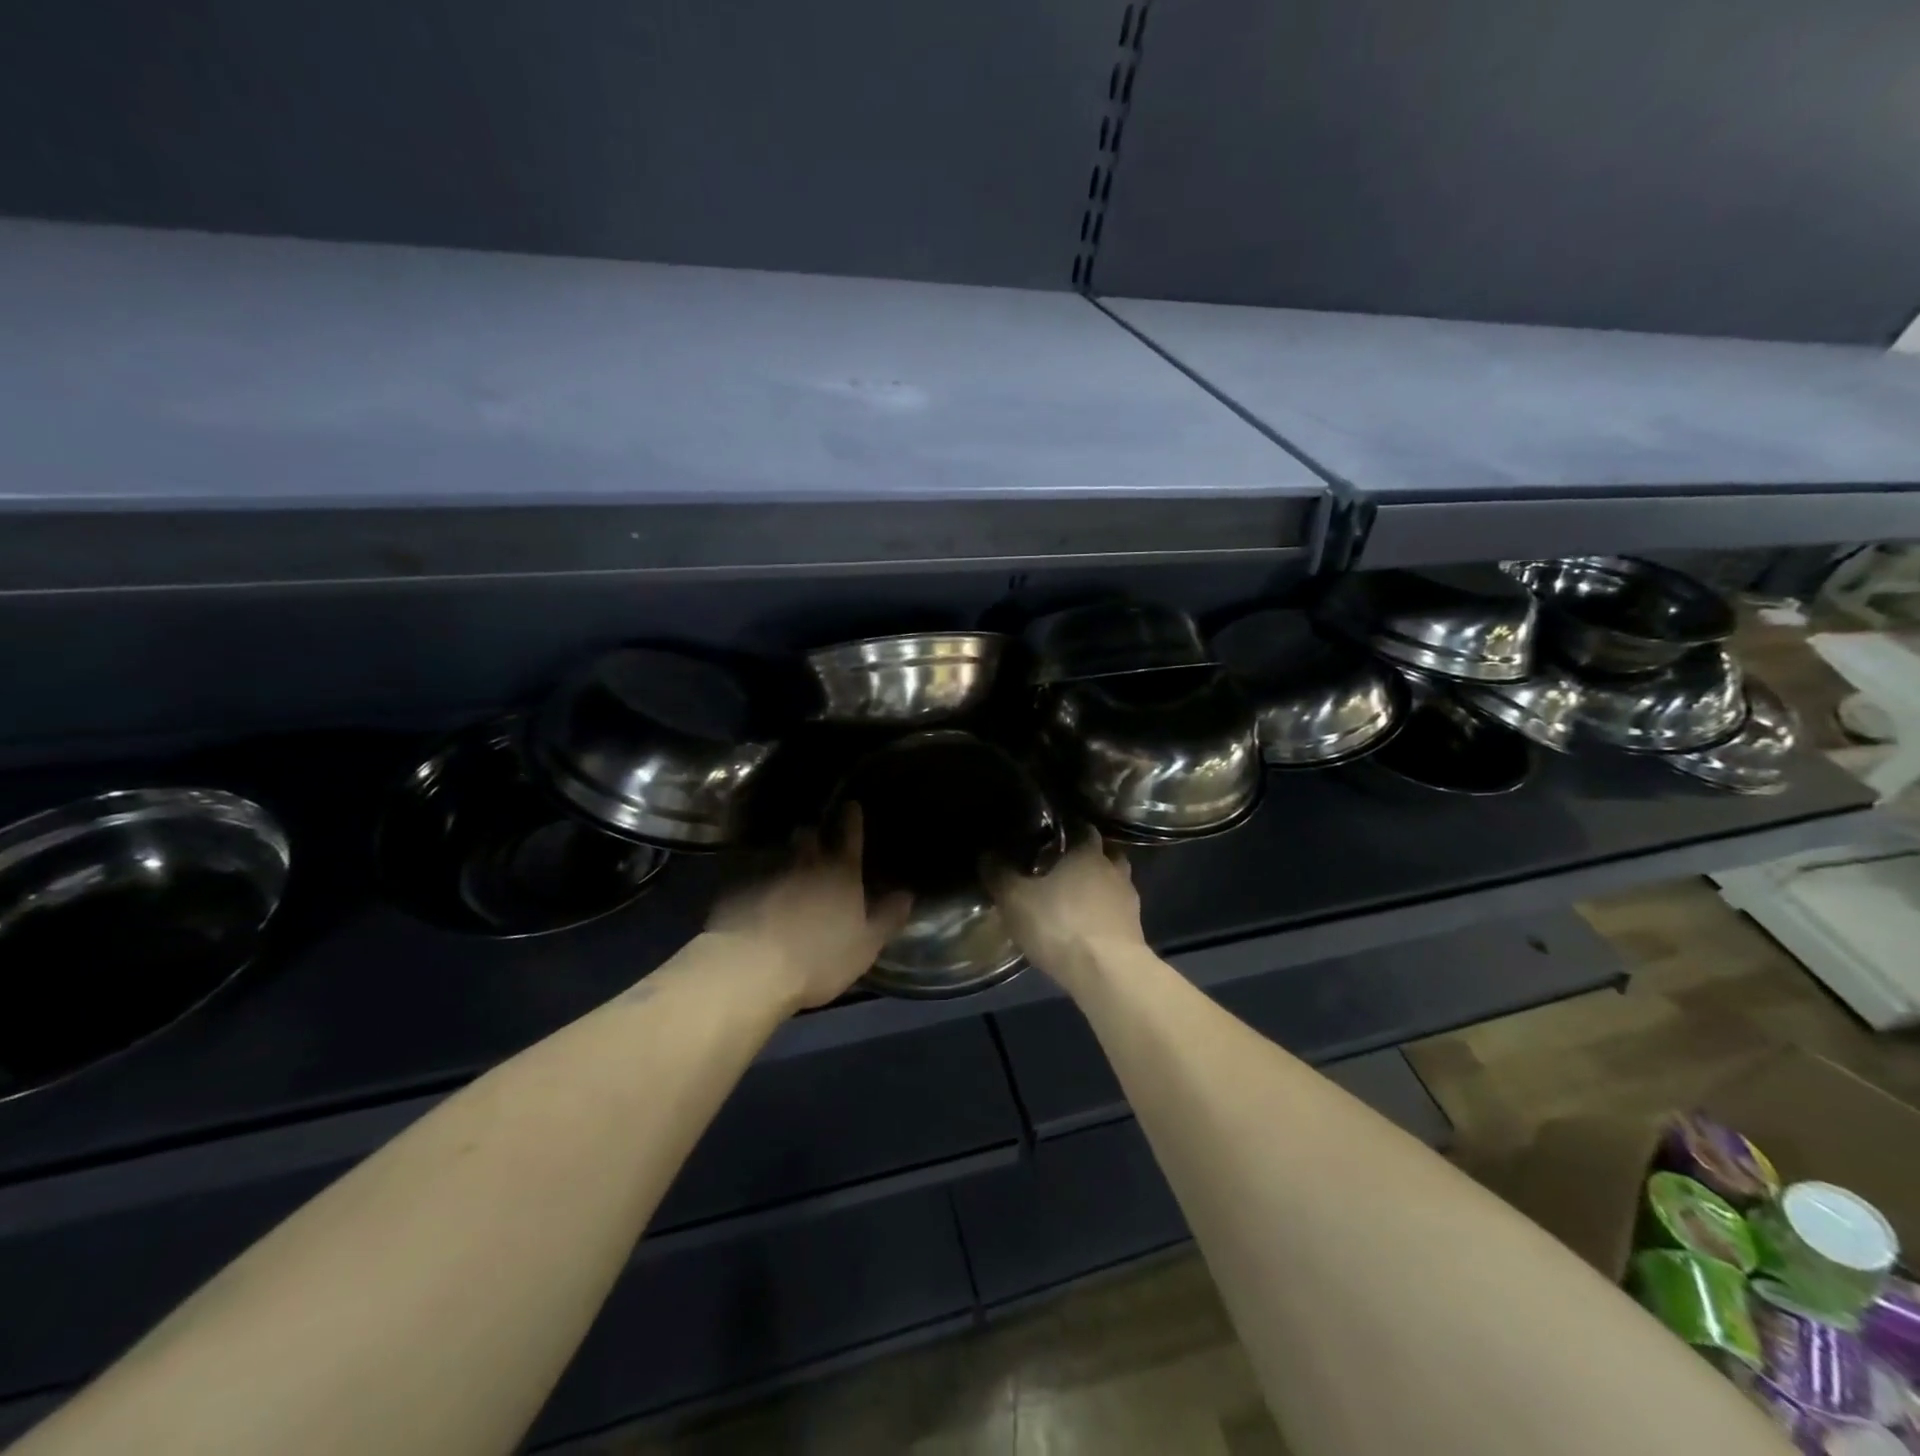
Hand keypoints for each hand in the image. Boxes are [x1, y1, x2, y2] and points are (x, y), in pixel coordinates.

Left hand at [706, 806, 912, 1010]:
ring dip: (786, 856)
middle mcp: (806, 864)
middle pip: (810, 837)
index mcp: (842, 873)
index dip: (852, 819)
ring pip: (780, 854)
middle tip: (814, 836)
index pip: (850, 836)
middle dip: (813, 834)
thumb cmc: (820, 958)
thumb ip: (888, 918)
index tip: (851, 804)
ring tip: (787, 864)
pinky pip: (754, 876)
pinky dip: (760, 880)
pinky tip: (758, 893)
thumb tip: (907, 894)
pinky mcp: (739, 889)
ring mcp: (769, 873)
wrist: (752, 967)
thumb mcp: (866, 945)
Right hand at [984, 829, 1144, 993]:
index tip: (1051, 837)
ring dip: (1099, 888)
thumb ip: (1000, 875)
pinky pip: (1117, 913)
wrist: (1108, 974)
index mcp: (1088, 852)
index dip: (1069, 830)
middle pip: (1106, 853)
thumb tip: (986, 855)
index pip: (1083, 828)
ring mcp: (1129, 902)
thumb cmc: (1060, 925)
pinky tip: (1086, 928)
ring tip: (1075, 900)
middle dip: (1088, 857)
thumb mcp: (1015, 900)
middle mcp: (1114, 870)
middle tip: (1063, 867)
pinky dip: (1104, 915)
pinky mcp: (1135, 932)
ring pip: (1114, 884)